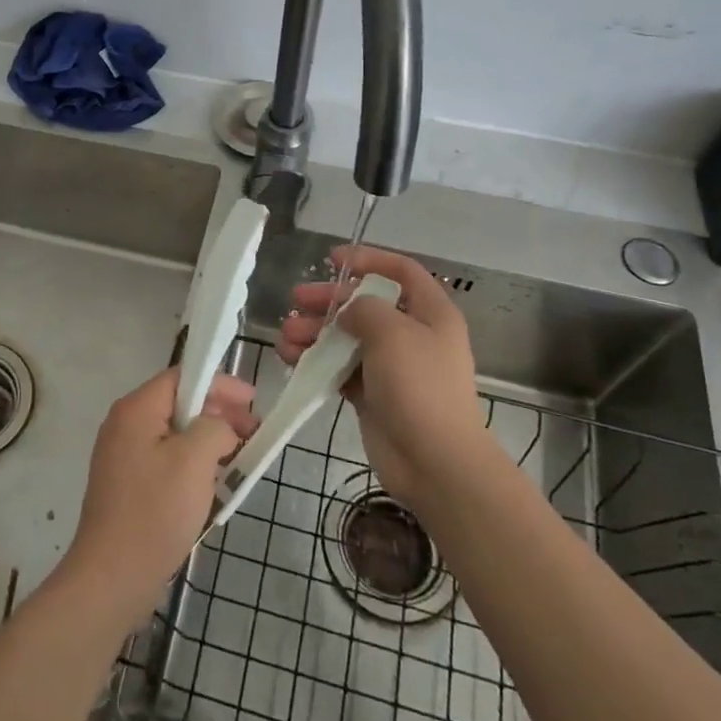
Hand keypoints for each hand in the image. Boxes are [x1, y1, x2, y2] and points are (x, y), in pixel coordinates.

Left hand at [59, 368, 258, 628]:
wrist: (112, 577)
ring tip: (237, 460)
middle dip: (217, 414)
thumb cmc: (155, 511)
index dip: (220, 384)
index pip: (183, 376)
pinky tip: (211, 484)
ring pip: (174, 434)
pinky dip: (191, 464)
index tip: (252, 402)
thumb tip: (220, 429)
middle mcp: (124, 424)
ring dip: (207, 442)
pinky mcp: (126, 485)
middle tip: (251, 433)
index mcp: (136, 409)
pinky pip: (165, 460)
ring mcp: (122, 456)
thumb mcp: (195, 460)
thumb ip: (215, 428)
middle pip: (178, 403)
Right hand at [277, 246, 489, 510]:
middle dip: (329, 300)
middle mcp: (413, 335)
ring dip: (315, 332)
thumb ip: (364, 308)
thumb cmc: (419, 386)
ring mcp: (392, 366)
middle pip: (366, 303)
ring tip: (286, 337)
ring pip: (347, 337)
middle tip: (296, 300)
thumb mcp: (393, 332)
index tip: (332, 258)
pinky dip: (316, 361)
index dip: (368, 259)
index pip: (401, 271)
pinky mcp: (373, 394)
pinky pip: (339, 367)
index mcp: (431, 313)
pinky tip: (291, 358)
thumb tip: (348, 311)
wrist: (435, 462)